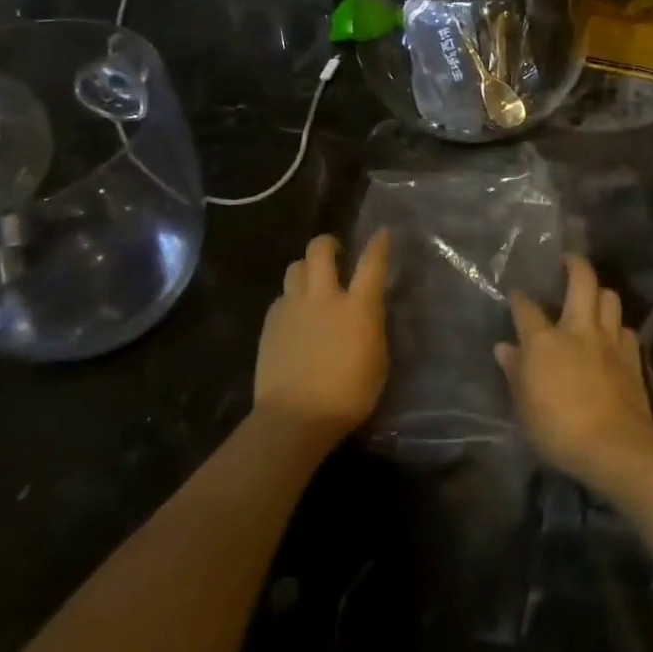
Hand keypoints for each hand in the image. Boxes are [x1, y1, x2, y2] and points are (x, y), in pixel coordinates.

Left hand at [255, 230, 390, 445]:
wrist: (295, 418)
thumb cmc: (348, 396)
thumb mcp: (377, 361)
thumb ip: (372, 328)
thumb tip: (367, 313)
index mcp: (357, 307)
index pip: (371, 263)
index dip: (378, 245)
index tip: (382, 233)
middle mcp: (324, 297)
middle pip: (321, 251)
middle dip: (328, 243)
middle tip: (335, 252)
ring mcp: (293, 308)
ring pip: (296, 268)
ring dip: (306, 269)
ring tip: (312, 283)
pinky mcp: (270, 324)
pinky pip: (281, 297)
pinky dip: (290, 299)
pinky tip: (294, 316)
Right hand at [497, 256, 652, 495]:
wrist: (614, 444)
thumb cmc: (558, 428)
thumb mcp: (524, 406)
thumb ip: (515, 372)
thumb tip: (503, 348)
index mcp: (544, 340)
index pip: (526, 309)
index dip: (519, 298)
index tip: (516, 294)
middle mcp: (578, 329)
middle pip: (582, 281)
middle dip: (575, 264)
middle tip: (569, 260)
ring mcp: (609, 340)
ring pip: (609, 298)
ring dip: (601, 293)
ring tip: (594, 296)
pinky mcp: (632, 357)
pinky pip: (626, 329)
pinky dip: (618, 327)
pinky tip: (614, 336)